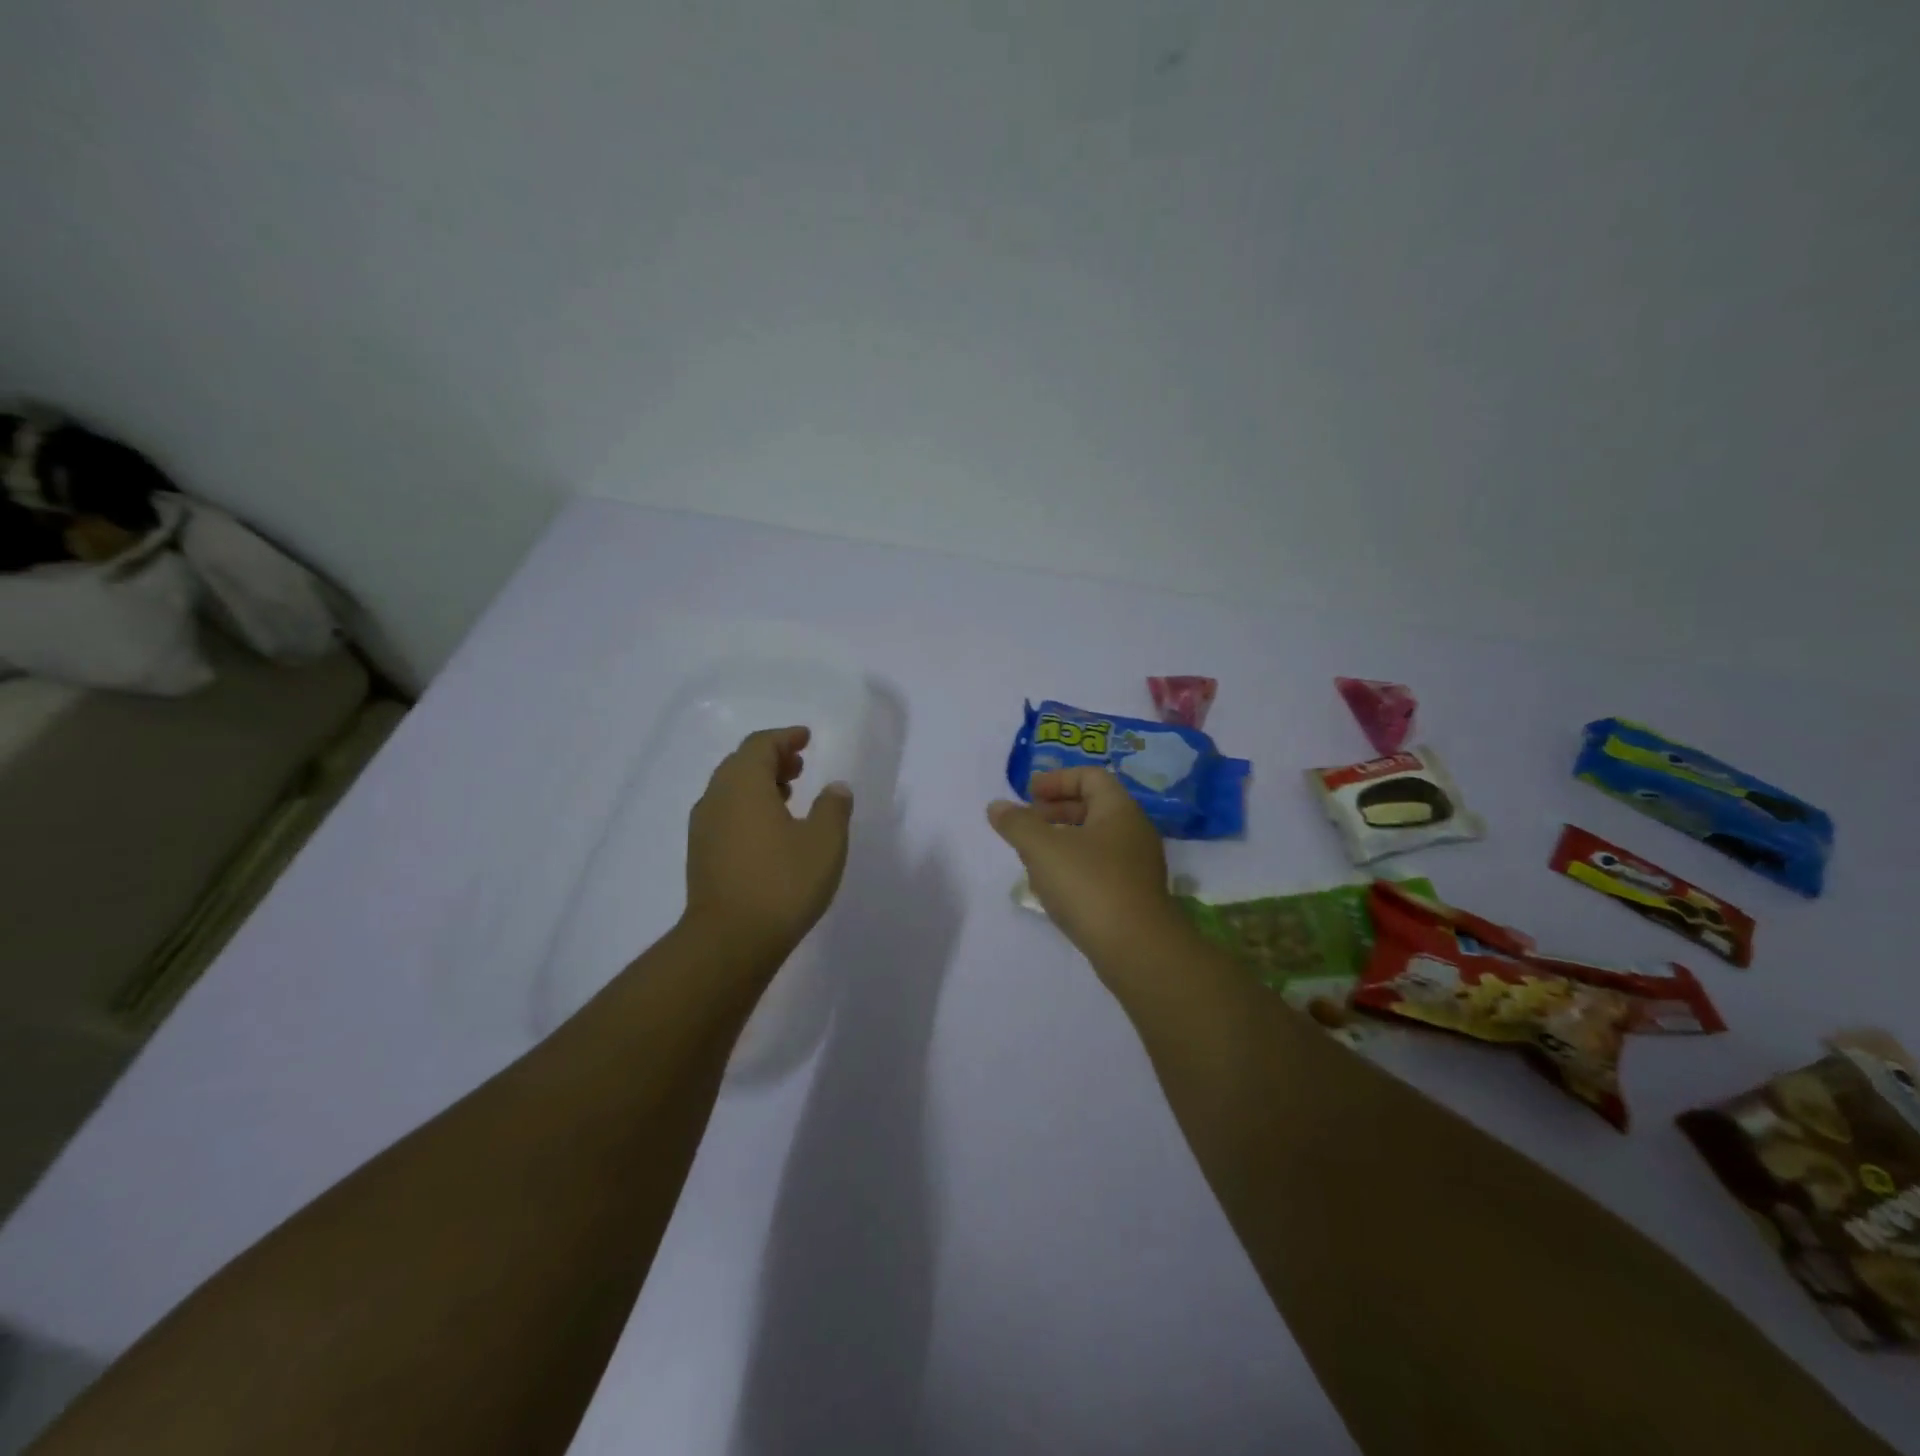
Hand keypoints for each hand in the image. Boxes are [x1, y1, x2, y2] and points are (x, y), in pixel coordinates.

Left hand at [685, 726, 853, 958]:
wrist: (730, 941)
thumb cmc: (782, 882)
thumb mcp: (825, 842)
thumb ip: (833, 807)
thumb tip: (835, 787)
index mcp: (743, 784)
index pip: (760, 745)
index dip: (785, 738)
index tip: (806, 738)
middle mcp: (716, 798)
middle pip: (741, 764)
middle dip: (771, 759)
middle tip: (800, 765)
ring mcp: (703, 828)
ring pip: (731, 790)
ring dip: (759, 784)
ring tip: (789, 794)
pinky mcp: (701, 855)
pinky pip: (725, 814)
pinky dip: (748, 807)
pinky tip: (770, 830)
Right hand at [988, 767, 1188, 973]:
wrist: (1137, 949)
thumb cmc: (1089, 885)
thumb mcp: (1043, 849)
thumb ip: (1017, 823)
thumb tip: (997, 806)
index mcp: (1119, 810)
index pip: (1090, 776)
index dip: (1057, 779)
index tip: (1029, 794)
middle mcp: (1134, 831)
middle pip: (1093, 806)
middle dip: (1056, 810)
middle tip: (1027, 822)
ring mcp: (1138, 866)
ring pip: (1096, 840)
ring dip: (1063, 840)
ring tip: (1033, 856)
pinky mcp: (1134, 895)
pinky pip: (1101, 867)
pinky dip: (1075, 866)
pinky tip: (1054, 887)